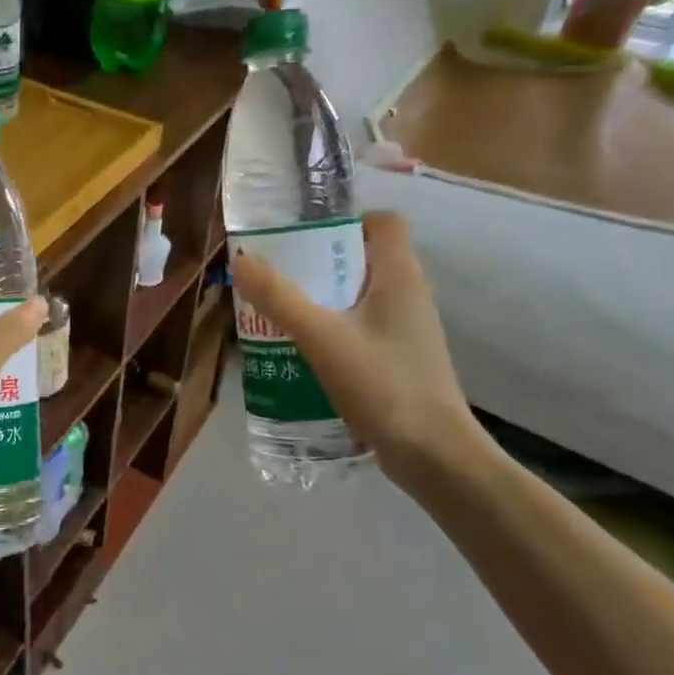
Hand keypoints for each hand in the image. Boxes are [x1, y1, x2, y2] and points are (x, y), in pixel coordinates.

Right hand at [230, 211, 480, 488]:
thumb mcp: (322, 338)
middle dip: (319, 261)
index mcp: (400, 275)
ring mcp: (407, 330)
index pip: (383, 222)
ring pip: (360, 295)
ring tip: (281, 311)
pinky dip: (334, 329)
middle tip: (278, 274)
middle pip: (364, 258)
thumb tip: (240, 260)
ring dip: (323, 298)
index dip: (346, 219)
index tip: (303, 235)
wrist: (433, 455)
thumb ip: (280, 298)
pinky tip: (303, 350)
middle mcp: (409, 294)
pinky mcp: (400, 359)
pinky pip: (362, 327)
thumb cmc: (383, 384)